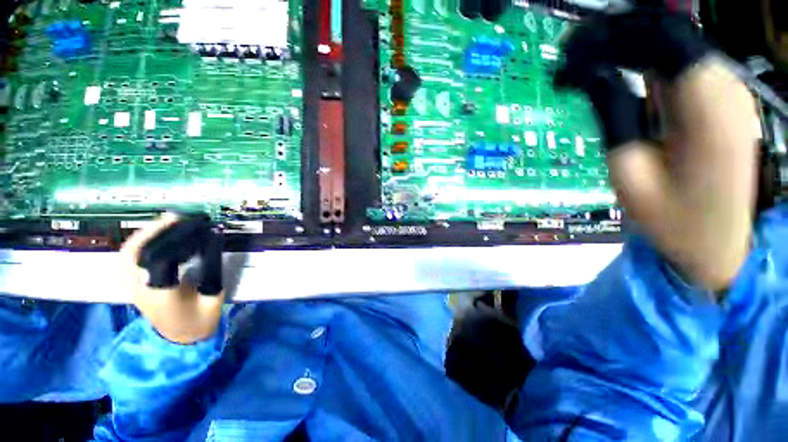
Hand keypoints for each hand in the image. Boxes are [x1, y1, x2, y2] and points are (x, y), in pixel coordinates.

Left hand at [120, 214, 224, 343]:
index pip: (161, 259)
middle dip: (159, 229)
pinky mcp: (132, 282)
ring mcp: (132, 285)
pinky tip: (157, 234)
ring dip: (149, 232)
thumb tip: (215, 239)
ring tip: (171, 220)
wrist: (179, 340)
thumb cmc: (199, 321)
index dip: (180, 238)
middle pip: (137, 251)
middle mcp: (140, 288)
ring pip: (129, 251)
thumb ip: (213, 269)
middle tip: (183, 217)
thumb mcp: (214, 297)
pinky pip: (130, 255)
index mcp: (161, 295)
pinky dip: (142, 240)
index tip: (202, 227)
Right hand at [556, 8, 760, 293]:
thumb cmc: (670, 219)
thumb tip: (593, 74)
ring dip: (626, 48)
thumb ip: (613, 113)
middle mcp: (724, 86)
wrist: (716, 244)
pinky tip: (616, 74)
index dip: (610, 36)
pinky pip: (677, 64)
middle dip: (615, 37)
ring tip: (584, 67)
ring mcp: (726, 91)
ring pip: (672, 44)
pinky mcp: (719, 100)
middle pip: (667, 32)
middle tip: (570, 59)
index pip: (659, 37)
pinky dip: (642, 62)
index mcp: (707, 106)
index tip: (569, 55)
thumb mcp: (628, 170)